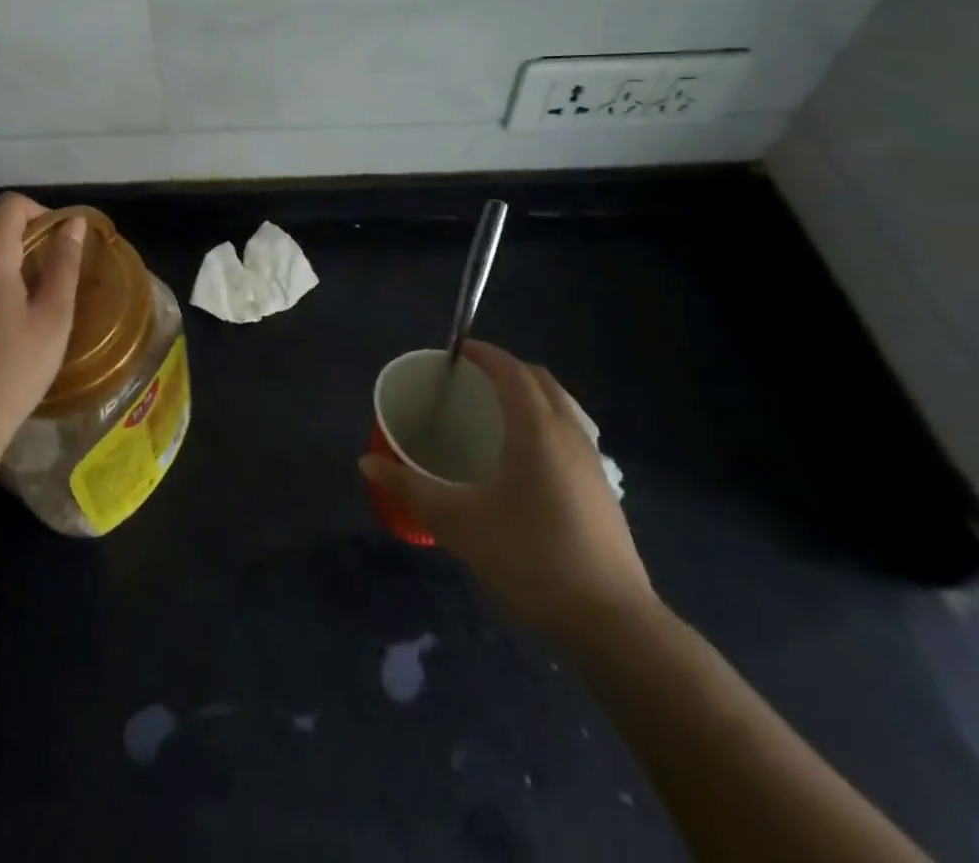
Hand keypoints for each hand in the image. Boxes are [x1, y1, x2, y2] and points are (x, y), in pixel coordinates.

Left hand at [0, 192, 84, 480]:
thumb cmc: (12, 371)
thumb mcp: (53, 318)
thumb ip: (64, 263)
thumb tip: (72, 224)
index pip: (9, 205)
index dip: (40, 214)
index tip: (59, 245)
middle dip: (23, 247)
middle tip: (48, 288)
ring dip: (0, 272)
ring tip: (21, 316)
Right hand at [360, 340, 657, 652]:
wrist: (612, 625)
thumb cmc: (530, 559)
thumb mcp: (458, 524)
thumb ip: (409, 489)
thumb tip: (367, 462)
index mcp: (537, 430)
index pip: (512, 371)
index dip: (485, 353)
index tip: (456, 352)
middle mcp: (569, 435)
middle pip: (540, 381)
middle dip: (506, 369)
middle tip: (470, 379)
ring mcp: (592, 463)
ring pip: (560, 407)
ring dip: (529, 395)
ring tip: (493, 413)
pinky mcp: (602, 491)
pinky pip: (569, 433)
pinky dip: (544, 423)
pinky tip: (522, 460)